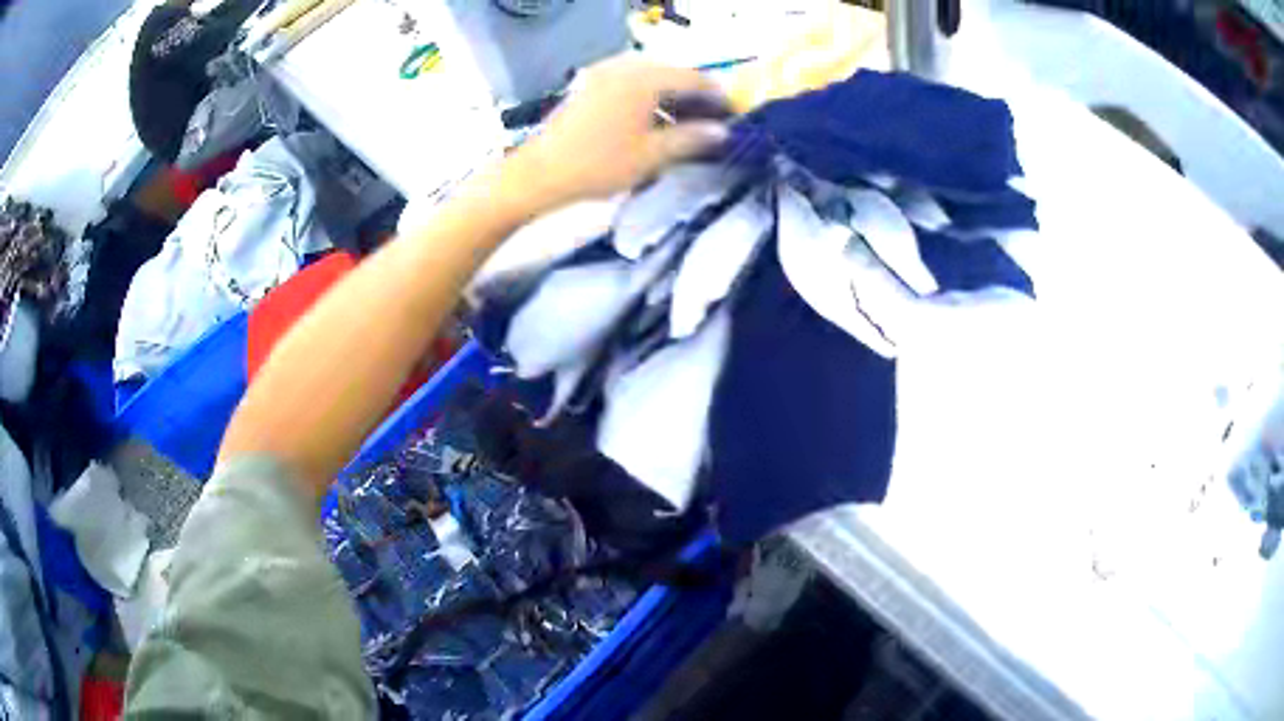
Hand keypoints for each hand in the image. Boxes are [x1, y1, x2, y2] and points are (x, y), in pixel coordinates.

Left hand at [511, 56, 729, 209]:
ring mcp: (603, 73)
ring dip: (671, 98)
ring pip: (651, 79)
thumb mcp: (652, 155)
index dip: (718, 97)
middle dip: (695, 97)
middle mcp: (625, 66)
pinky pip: (630, 84)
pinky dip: (648, 98)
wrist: (539, 174)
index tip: (734, 117)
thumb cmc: (599, 165)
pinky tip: (652, 122)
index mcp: (644, 78)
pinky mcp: (589, 86)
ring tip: (685, 126)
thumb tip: (723, 132)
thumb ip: (692, 139)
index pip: (694, 79)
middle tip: (711, 123)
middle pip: (672, 75)